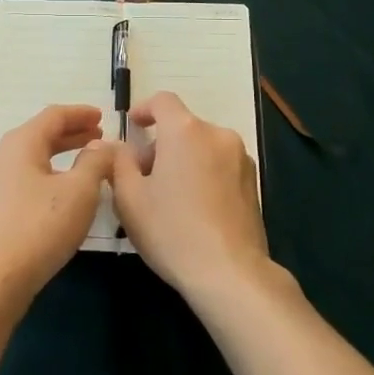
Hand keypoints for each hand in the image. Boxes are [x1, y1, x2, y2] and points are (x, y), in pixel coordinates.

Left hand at [0, 104, 114, 306]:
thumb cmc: (38, 228)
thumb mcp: (79, 192)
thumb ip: (96, 162)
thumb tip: (103, 146)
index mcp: (21, 142)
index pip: (54, 115)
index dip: (81, 113)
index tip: (103, 116)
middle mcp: (3, 156)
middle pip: (41, 135)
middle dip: (72, 134)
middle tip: (99, 137)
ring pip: (34, 159)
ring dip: (61, 156)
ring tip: (86, 165)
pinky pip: (26, 180)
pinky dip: (49, 176)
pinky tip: (63, 195)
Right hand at [110, 91, 268, 304]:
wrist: (230, 273)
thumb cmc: (172, 230)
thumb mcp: (129, 198)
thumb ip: (119, 163)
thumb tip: (120, 147)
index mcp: (185, 131)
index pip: (162, 101)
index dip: (144, 109)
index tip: (134, 127)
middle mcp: (216, 135)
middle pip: (183, 127)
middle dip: (161, 145)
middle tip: (144, 178)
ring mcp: (240, 158)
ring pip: (203, 147)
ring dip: (184, 160)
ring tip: (170, 198)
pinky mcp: (253, 182)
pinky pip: (221, 166)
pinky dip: (204, 175)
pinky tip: (195, 210)